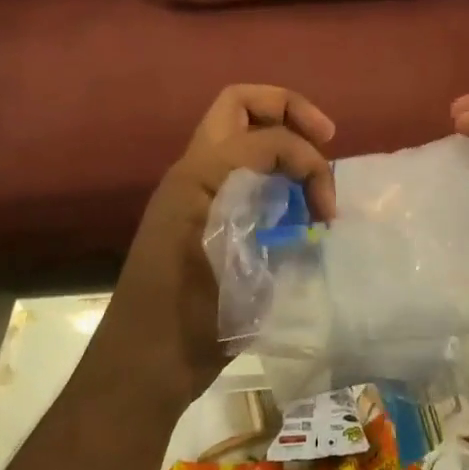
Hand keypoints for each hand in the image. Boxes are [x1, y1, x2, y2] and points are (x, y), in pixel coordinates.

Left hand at [103, 85, 336, 404]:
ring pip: (238, 130)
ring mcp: (193, 188)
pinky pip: (239, 164)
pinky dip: (271, 167)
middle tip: (326, 137)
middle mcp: (192, 170)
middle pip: (240, 103)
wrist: (142, 365)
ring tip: (311, 177)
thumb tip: (311, 208)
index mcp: (199, 178)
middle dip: (289, 109)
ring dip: (280, 137)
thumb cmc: (188, 325)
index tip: (326, 210)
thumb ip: (277, 226)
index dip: (308, 162)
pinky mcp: (200, 210)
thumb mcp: (243, 273)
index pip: (268, 138)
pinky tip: (292, 203)